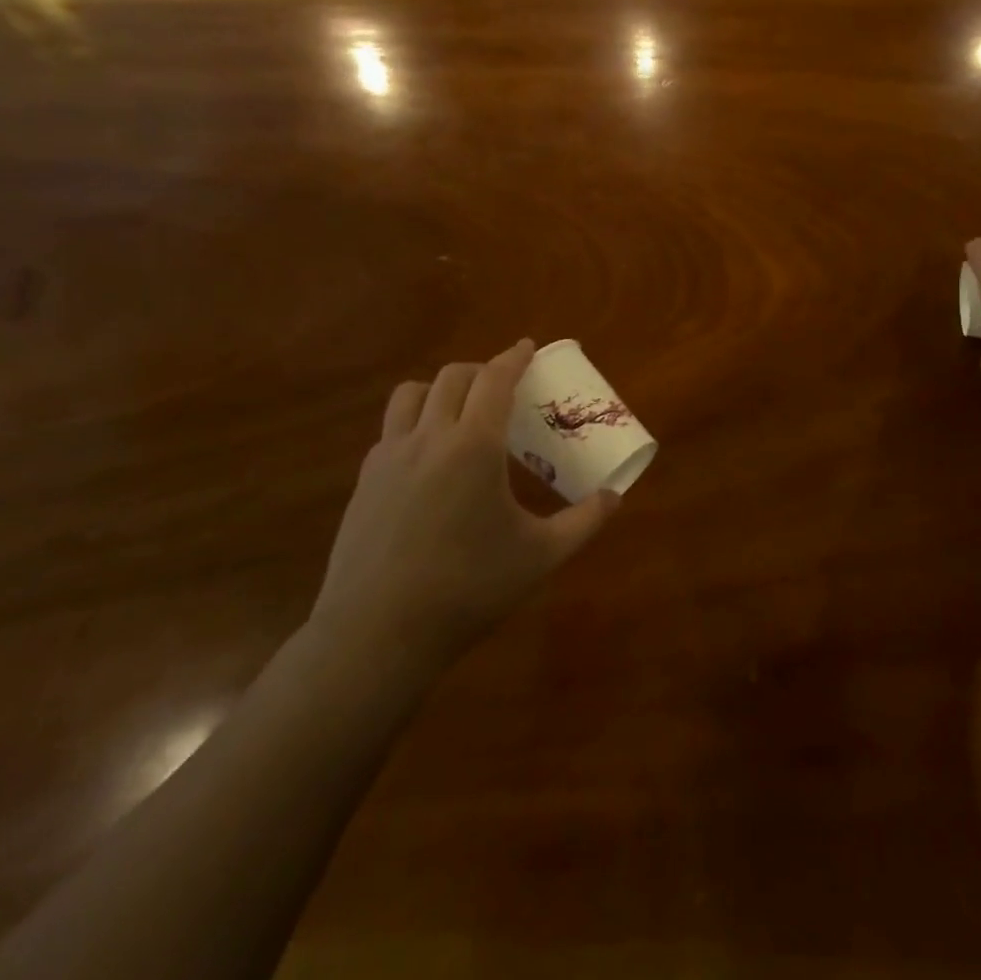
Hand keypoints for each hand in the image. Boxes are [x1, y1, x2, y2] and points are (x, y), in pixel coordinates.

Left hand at [311, 338, 618, 668]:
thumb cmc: (469, 588)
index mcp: (474, 445)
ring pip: (411, 394)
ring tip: (459, 410)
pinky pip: (391, 430)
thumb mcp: (540, 555)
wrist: (378, 633)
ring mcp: (389, 457)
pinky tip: (429, 458)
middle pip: (453, 377)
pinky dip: (415, 422)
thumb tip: (615, 497)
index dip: (513, 357)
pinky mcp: (365, 481)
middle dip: (481, 370)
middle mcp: (429, 437)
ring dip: (440, 388)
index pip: (495, 379)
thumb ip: (584, 521)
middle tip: (502, 386)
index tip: (526, 347)